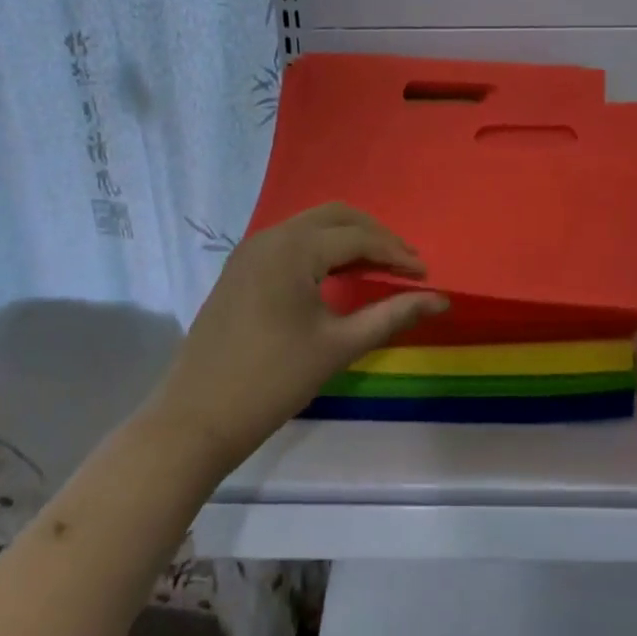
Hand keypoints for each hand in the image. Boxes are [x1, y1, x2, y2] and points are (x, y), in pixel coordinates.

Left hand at [148, 204, 449, 473]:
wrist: (196, 418)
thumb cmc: (272, 381)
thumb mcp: (338, 346)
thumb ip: (391, 315)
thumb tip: (440, 299)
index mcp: (293, 248)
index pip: (358, 237)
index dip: (396, 253)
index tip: (425, 274)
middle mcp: (270, 236)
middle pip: (335, 216)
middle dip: (374, 235)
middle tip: (404, 264)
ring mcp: (250, 250)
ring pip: (311, 226)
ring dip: (347, 239)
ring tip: (378, 268)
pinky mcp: (240, 268)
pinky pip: (290, 243)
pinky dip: (320, 250)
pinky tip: (337, 276)